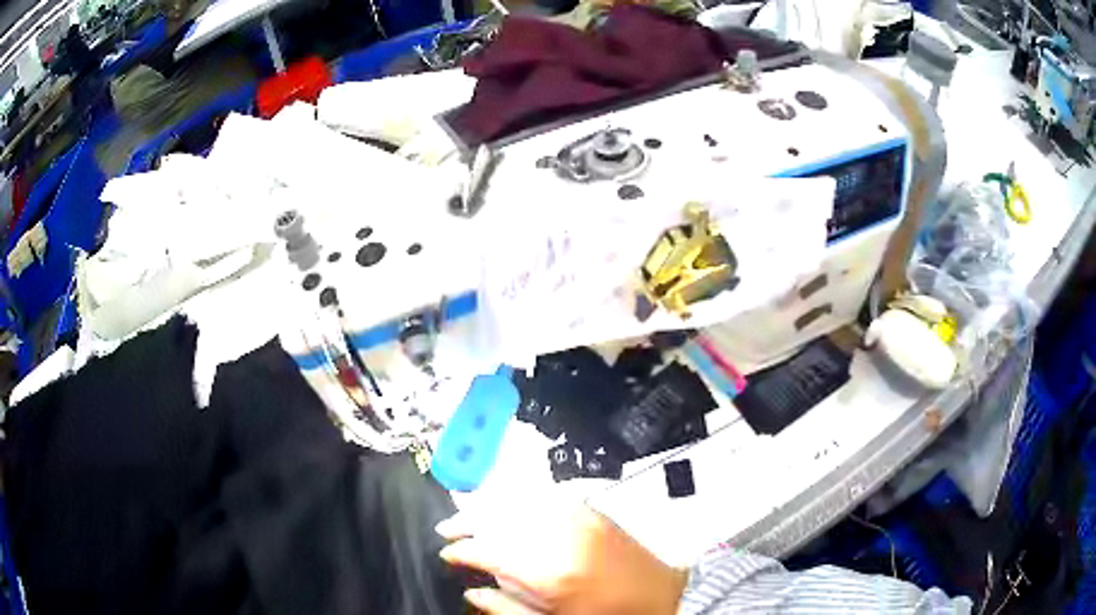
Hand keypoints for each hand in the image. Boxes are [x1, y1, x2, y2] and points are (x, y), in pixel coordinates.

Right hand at [437, 504, 686, 614]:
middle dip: (468, 520)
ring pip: (521, 501)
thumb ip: (508, 609)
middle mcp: (563, 538)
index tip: (446, 553)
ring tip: (470, 516)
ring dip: (490, 505)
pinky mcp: (595, 512)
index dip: (462, 550)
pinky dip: (522, 499)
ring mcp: (581, 519)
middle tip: (447, 529)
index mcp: (551, 574)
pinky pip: (548, 497)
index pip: (491, 550)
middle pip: (502, 518)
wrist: (664, 598)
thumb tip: (473, 591)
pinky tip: (509, 507)